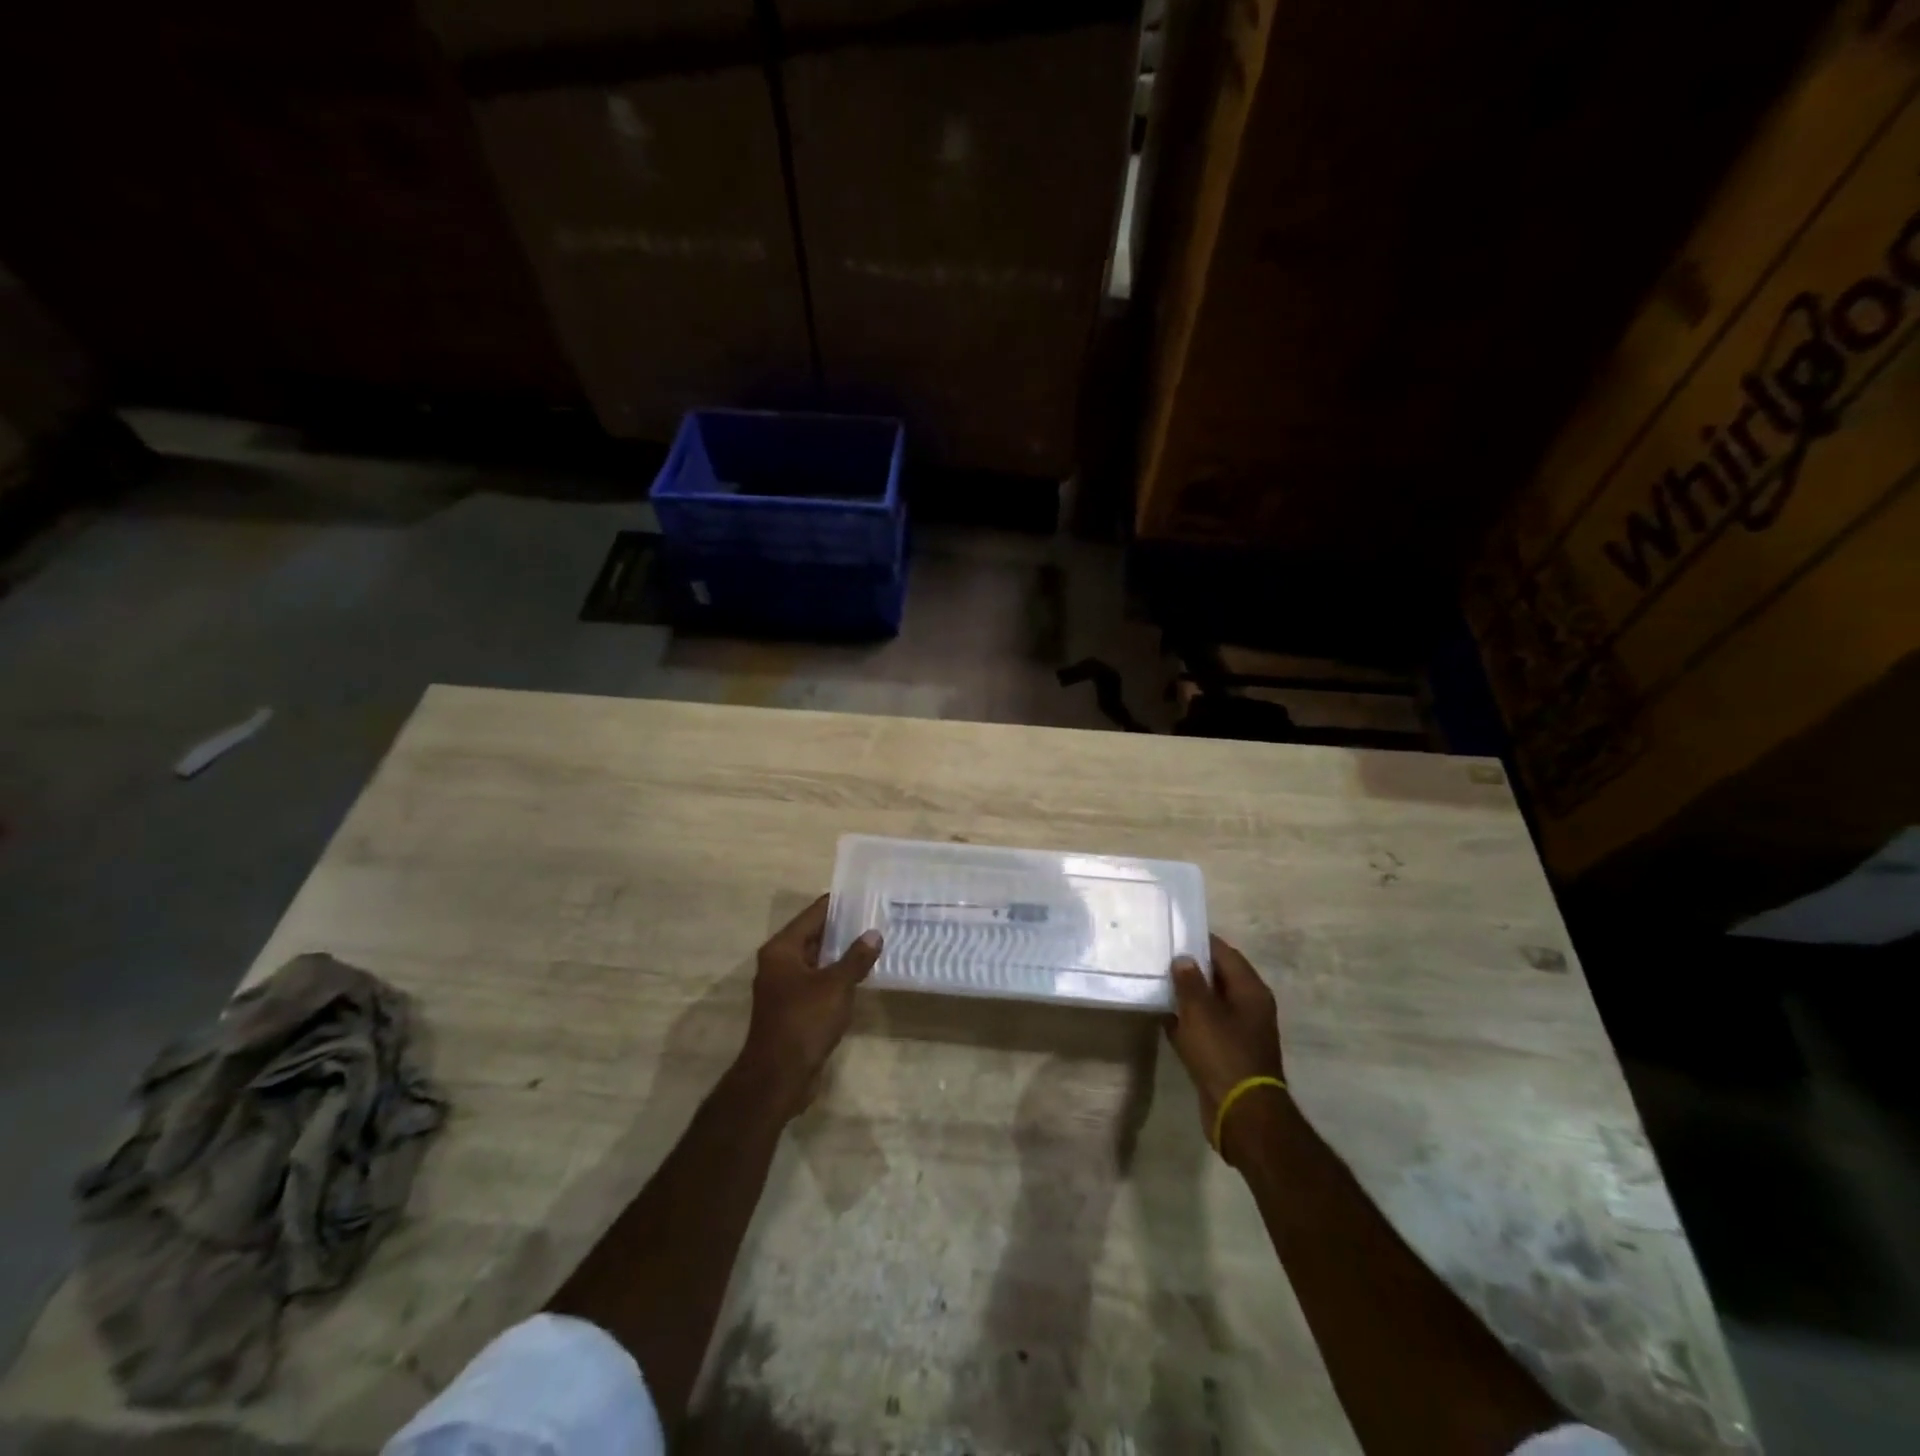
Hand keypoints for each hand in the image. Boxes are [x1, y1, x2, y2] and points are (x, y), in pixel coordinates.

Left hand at [738, 895, 881, 1117]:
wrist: (778, 1077)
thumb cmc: (804, 1022)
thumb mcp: (835, 986)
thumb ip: (856, 958)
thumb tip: (873, 934)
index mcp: (782, 949)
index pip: (814, 914)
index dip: (839, 904)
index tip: (866, 894)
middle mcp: (779, 962)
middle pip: (814, 934)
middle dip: (844, 927)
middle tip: (877, 916)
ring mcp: (785, 986)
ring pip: (818, 959)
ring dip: (842, 953)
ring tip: (875, 942)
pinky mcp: (794, 1007)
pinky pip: (819, 981)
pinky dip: (837, 975)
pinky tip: (862, 974)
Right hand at [1163, 935, 1285, 1150]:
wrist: (1241, 1114)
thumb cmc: (1223, 1054)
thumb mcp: (1201, 1012)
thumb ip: (1190, 982)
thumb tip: (1183, 958)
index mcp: (1251, 992)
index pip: (1226, 954)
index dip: (1201, 941)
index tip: (1175, 931)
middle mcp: (1249, 1008)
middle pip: (1218, 978)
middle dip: (1191, 968)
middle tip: (1160, 955)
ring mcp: (1239, 1033)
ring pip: (1209, 1004)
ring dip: (1187, 996)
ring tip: (1157, 981)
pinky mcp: (1226, 1055)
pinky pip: (1204, 1029)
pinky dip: (1187, 1021)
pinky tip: (1163, 1016)